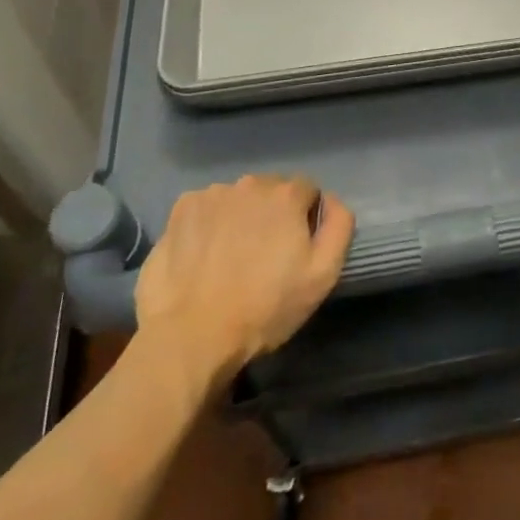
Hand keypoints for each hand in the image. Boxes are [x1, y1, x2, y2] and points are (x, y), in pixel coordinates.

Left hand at [132, 175, 354, 386]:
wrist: (192, 336)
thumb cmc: (265, 308)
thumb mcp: (322, 275)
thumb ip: (338, 226)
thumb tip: (332, 200)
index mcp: (286, 195)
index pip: (307, 191)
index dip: (305, 219)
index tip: (294, 250)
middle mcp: (249, 184)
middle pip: (270, 191)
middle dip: (272, 215)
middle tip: (263, 256)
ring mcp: (211, 195)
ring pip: (236, 199)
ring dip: (239, 218)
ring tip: (229, 259)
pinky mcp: (180, 211)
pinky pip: (205, 209)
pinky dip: (208, 224)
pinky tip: (203, 256)